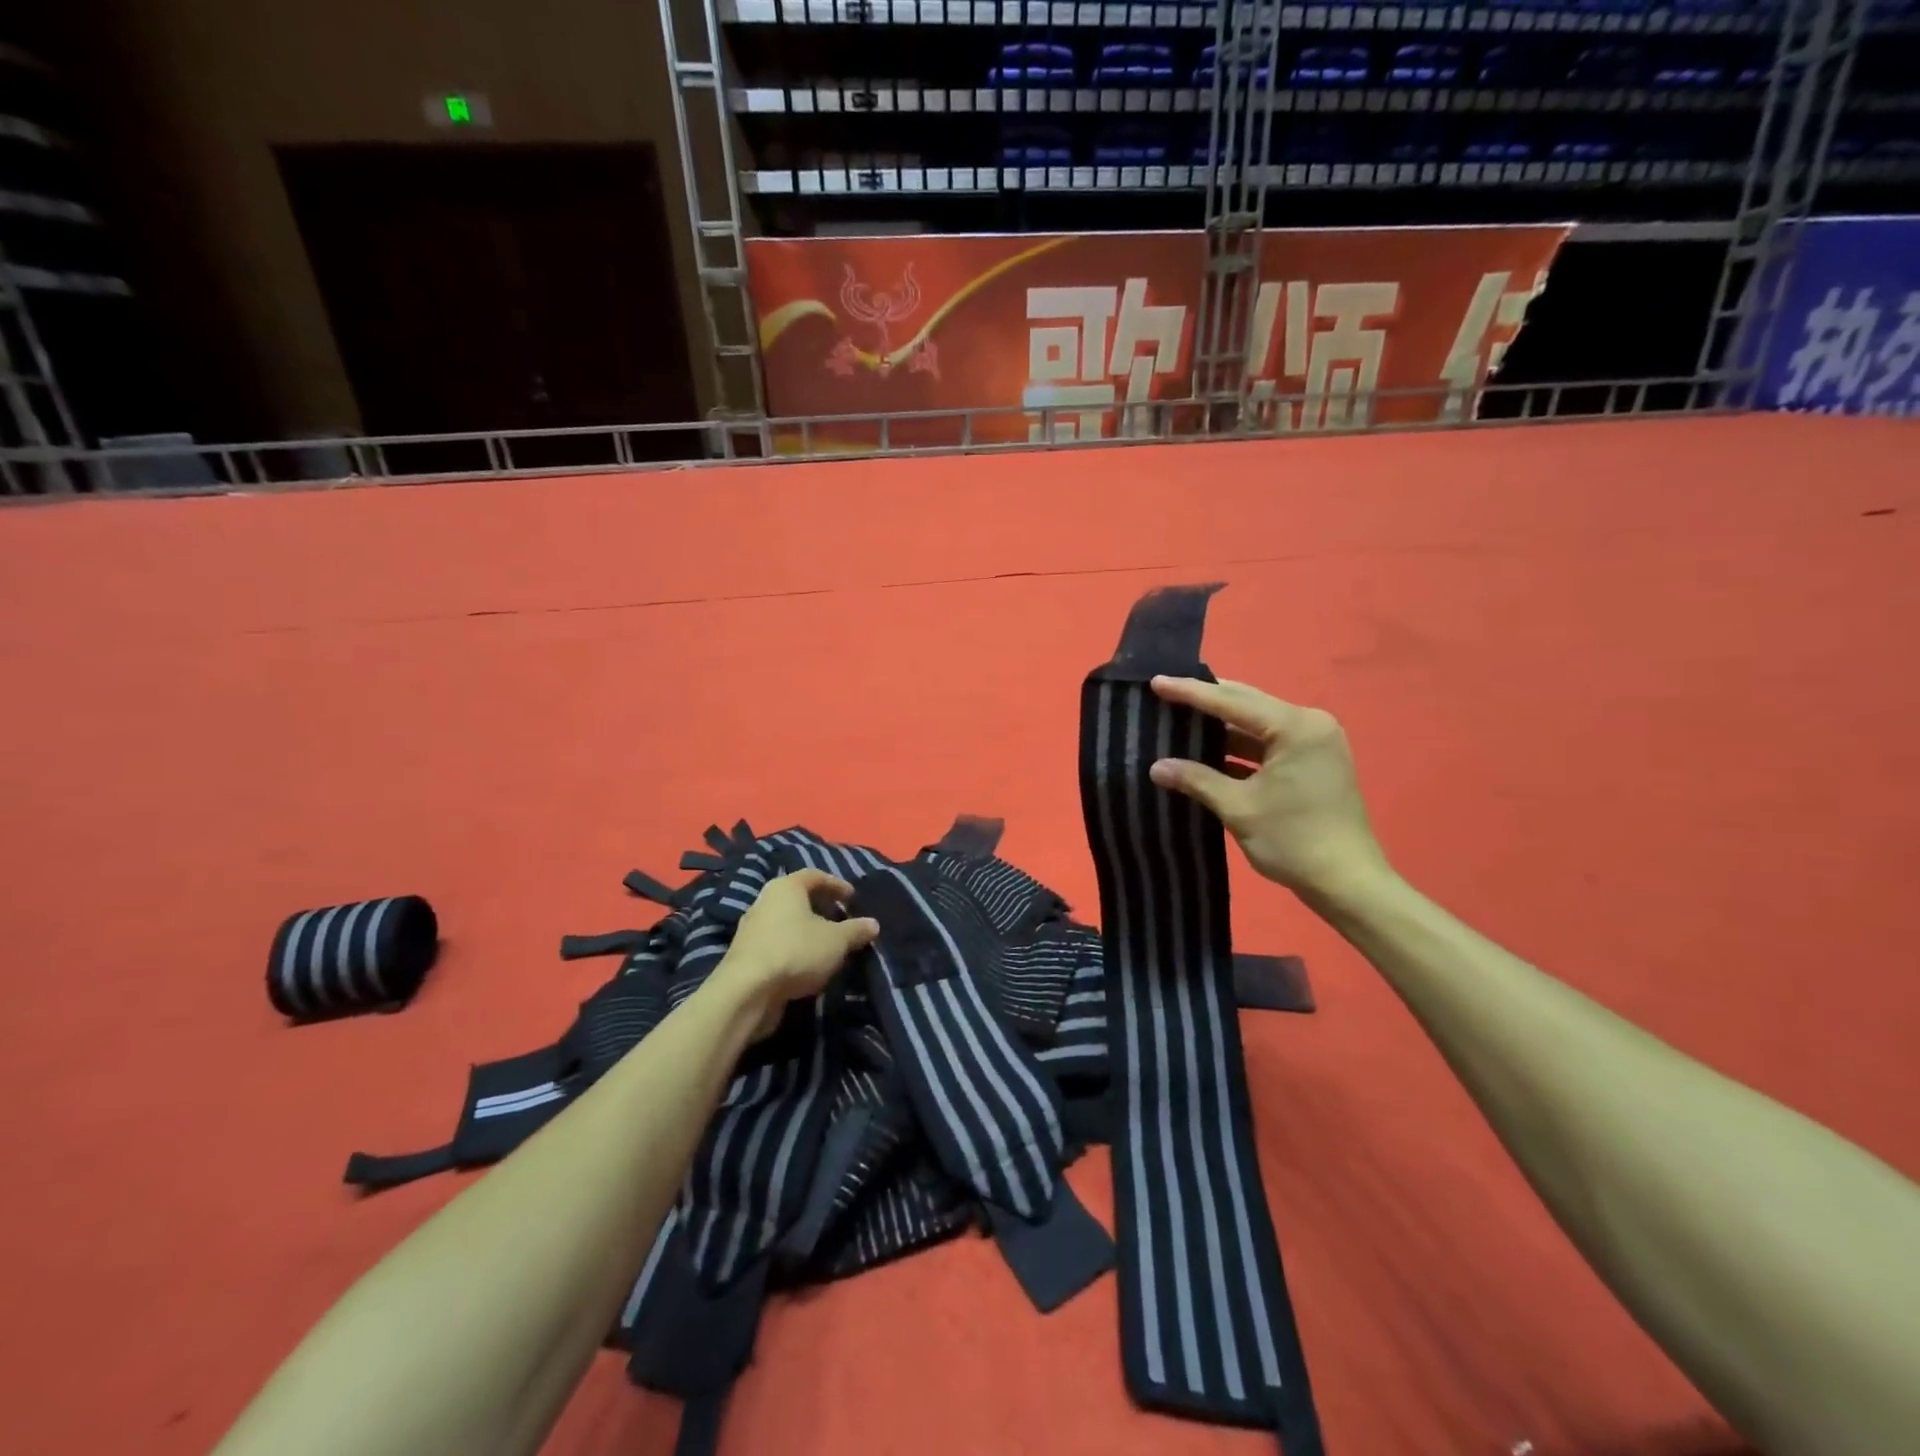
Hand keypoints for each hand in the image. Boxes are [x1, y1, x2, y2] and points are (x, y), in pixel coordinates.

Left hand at [710, 869, 879, 1039]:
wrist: (747, 992)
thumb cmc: (796, 952)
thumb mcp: (836, 941)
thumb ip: (856, 930)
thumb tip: (873, 924)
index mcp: (786, 887)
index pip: (814, 876)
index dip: (836, 885)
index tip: (852, 897)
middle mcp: (765, 901)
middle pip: (798, 898)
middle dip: (822, 908)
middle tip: (842, 920)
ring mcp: (752, 929)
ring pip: (786, 923)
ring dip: (807, 931)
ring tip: (828, 945)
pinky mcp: (746, 956)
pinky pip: (777, 944)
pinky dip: (794, 949)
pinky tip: (808, 964)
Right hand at [1148, 677, 1390, 903]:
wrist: (1347, 883)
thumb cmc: (1293, 841)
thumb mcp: (1238, 808)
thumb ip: (1196, 780)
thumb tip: (1155, 767)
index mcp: (1295, 727)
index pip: (1232, 702)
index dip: (1190, 693)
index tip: (1156, 682)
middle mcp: (1309, 724)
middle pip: (1247, 704)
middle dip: (1206, 700)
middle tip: (1165, 692)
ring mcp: (1314, 742)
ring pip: (1256, 723)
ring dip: (1220, 725)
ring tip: (1179, 718)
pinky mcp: (1312, 761)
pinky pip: (1267, 742)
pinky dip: (1238, 746)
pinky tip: (1206, 749)